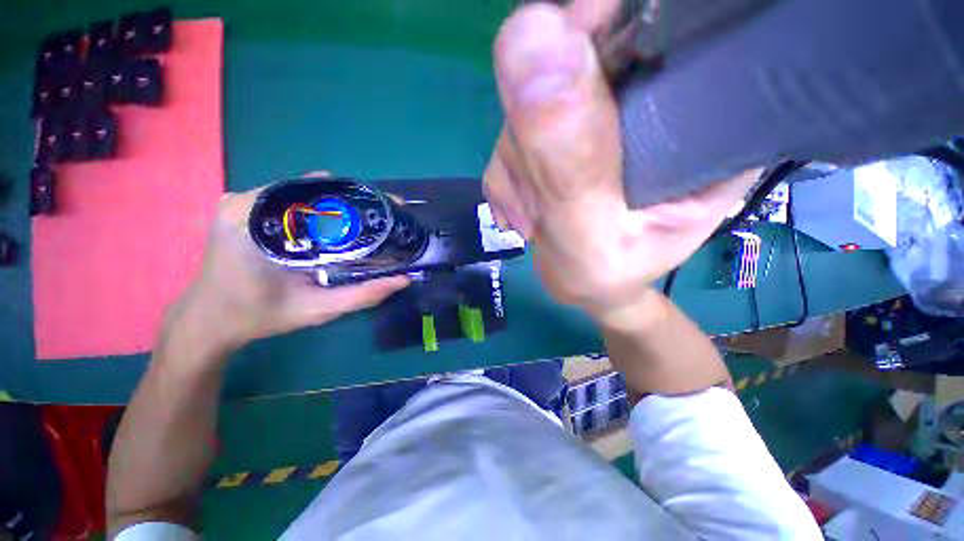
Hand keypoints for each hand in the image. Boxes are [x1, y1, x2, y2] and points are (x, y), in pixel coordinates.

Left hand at [166, 181, 408, 355]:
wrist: (208, 321)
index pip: (322, 193)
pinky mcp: (241, 207)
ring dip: (339, 204)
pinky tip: (339, 223)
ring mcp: (241, 201)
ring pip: (305, 192)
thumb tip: (403, 279)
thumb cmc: (259, 316)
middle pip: (315, 189)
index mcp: (256, 221)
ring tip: (369, 219)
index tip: (390, 206)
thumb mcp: (316, 310)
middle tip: (384, 216)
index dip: (361, 198)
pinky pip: (291, 199)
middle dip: (355, 201)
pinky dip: (319, 208)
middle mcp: (245, 201)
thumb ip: (361, 295)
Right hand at [484, 2, 756, 322]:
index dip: (598, 30)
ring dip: (518, 170)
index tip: (561, 79)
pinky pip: (508, 141)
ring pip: (528, 107)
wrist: (586, 288)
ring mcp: (588, 120)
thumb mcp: (591, 233)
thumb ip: (566, 162)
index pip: (652, 24)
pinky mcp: (551, 140)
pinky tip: (523, 214)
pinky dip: (505, 180)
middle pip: (571, 63)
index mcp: (694, 113)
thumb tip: (528, 38)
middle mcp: (643, 101)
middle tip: (542, 203)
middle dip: (538, 137)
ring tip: (537, 218)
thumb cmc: (606, 275)